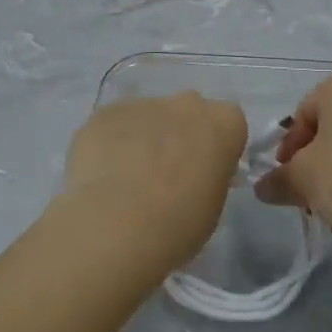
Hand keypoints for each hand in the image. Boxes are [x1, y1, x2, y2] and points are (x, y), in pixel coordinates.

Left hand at [60, 92, 248, 276]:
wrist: (114, 228)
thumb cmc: (177, 225)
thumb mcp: (213, 206)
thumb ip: (210, 176)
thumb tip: (196, 172)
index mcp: (224, 123)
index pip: (229, 124)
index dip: (217, 148)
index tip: (206, 174)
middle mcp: (186, 103)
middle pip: (188, 112)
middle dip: (181, 135)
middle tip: (166, 174)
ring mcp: (143, 103)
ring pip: (149, 117)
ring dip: (144, 139)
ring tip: (127, 180)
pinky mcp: (105, 112)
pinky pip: (115, 125)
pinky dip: (111, 143)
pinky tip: (102, 175)